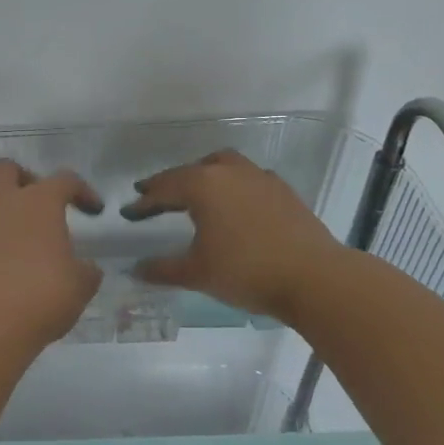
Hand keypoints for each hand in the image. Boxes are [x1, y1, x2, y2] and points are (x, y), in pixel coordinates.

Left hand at [0, 160, 104, 353]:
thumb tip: (85, 267)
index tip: (94, 210)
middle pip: (7, 170)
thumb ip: (86, 270)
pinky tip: (14, 272)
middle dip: (27, 179)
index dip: (82, 191)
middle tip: (45, 206)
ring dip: (12, 217)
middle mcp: (4, 205)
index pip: (64, 180)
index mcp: (38, 203)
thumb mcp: (80, 286)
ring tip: (34, 250)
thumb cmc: (41, 295)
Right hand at [122, 150, 345, 319]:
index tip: (128, 213)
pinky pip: (249, 178)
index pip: (163, 188)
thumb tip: (135, 269)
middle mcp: (229, 173)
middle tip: (155, 197)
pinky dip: (233, 186)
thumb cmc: (246, 271)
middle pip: (192, 171)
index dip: (144, 202)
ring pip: (224, 166)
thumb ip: (161, 269)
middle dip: (171, 184)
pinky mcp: (283, 191)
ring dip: (205, 176)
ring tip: (196, 193)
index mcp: (203, 186)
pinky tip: (235, 205)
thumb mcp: (196, 273)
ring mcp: (260, 178)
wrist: (315, 278)